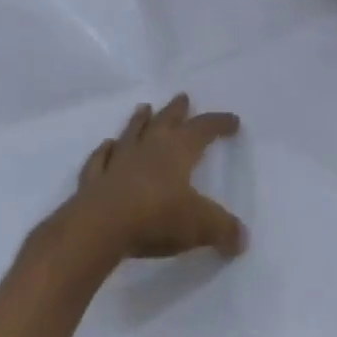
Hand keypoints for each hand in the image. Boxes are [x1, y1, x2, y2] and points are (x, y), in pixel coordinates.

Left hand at [66, 95, 246, 260]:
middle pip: (165, 121)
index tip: (232, 121)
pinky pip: (100, 159)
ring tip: (143, 108)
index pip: (204, 129)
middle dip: (176, 110)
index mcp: (178, 151)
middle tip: (182, 97)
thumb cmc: (155, 218)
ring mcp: (118, 161)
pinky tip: (106, 146)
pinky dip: (104, 151)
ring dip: (139, 120)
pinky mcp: (93, 180)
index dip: (219, 123)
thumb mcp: (200, 226)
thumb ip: (223, 230)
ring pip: (132, 132)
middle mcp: (149, 148)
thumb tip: (242, 239)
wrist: (98, 229)